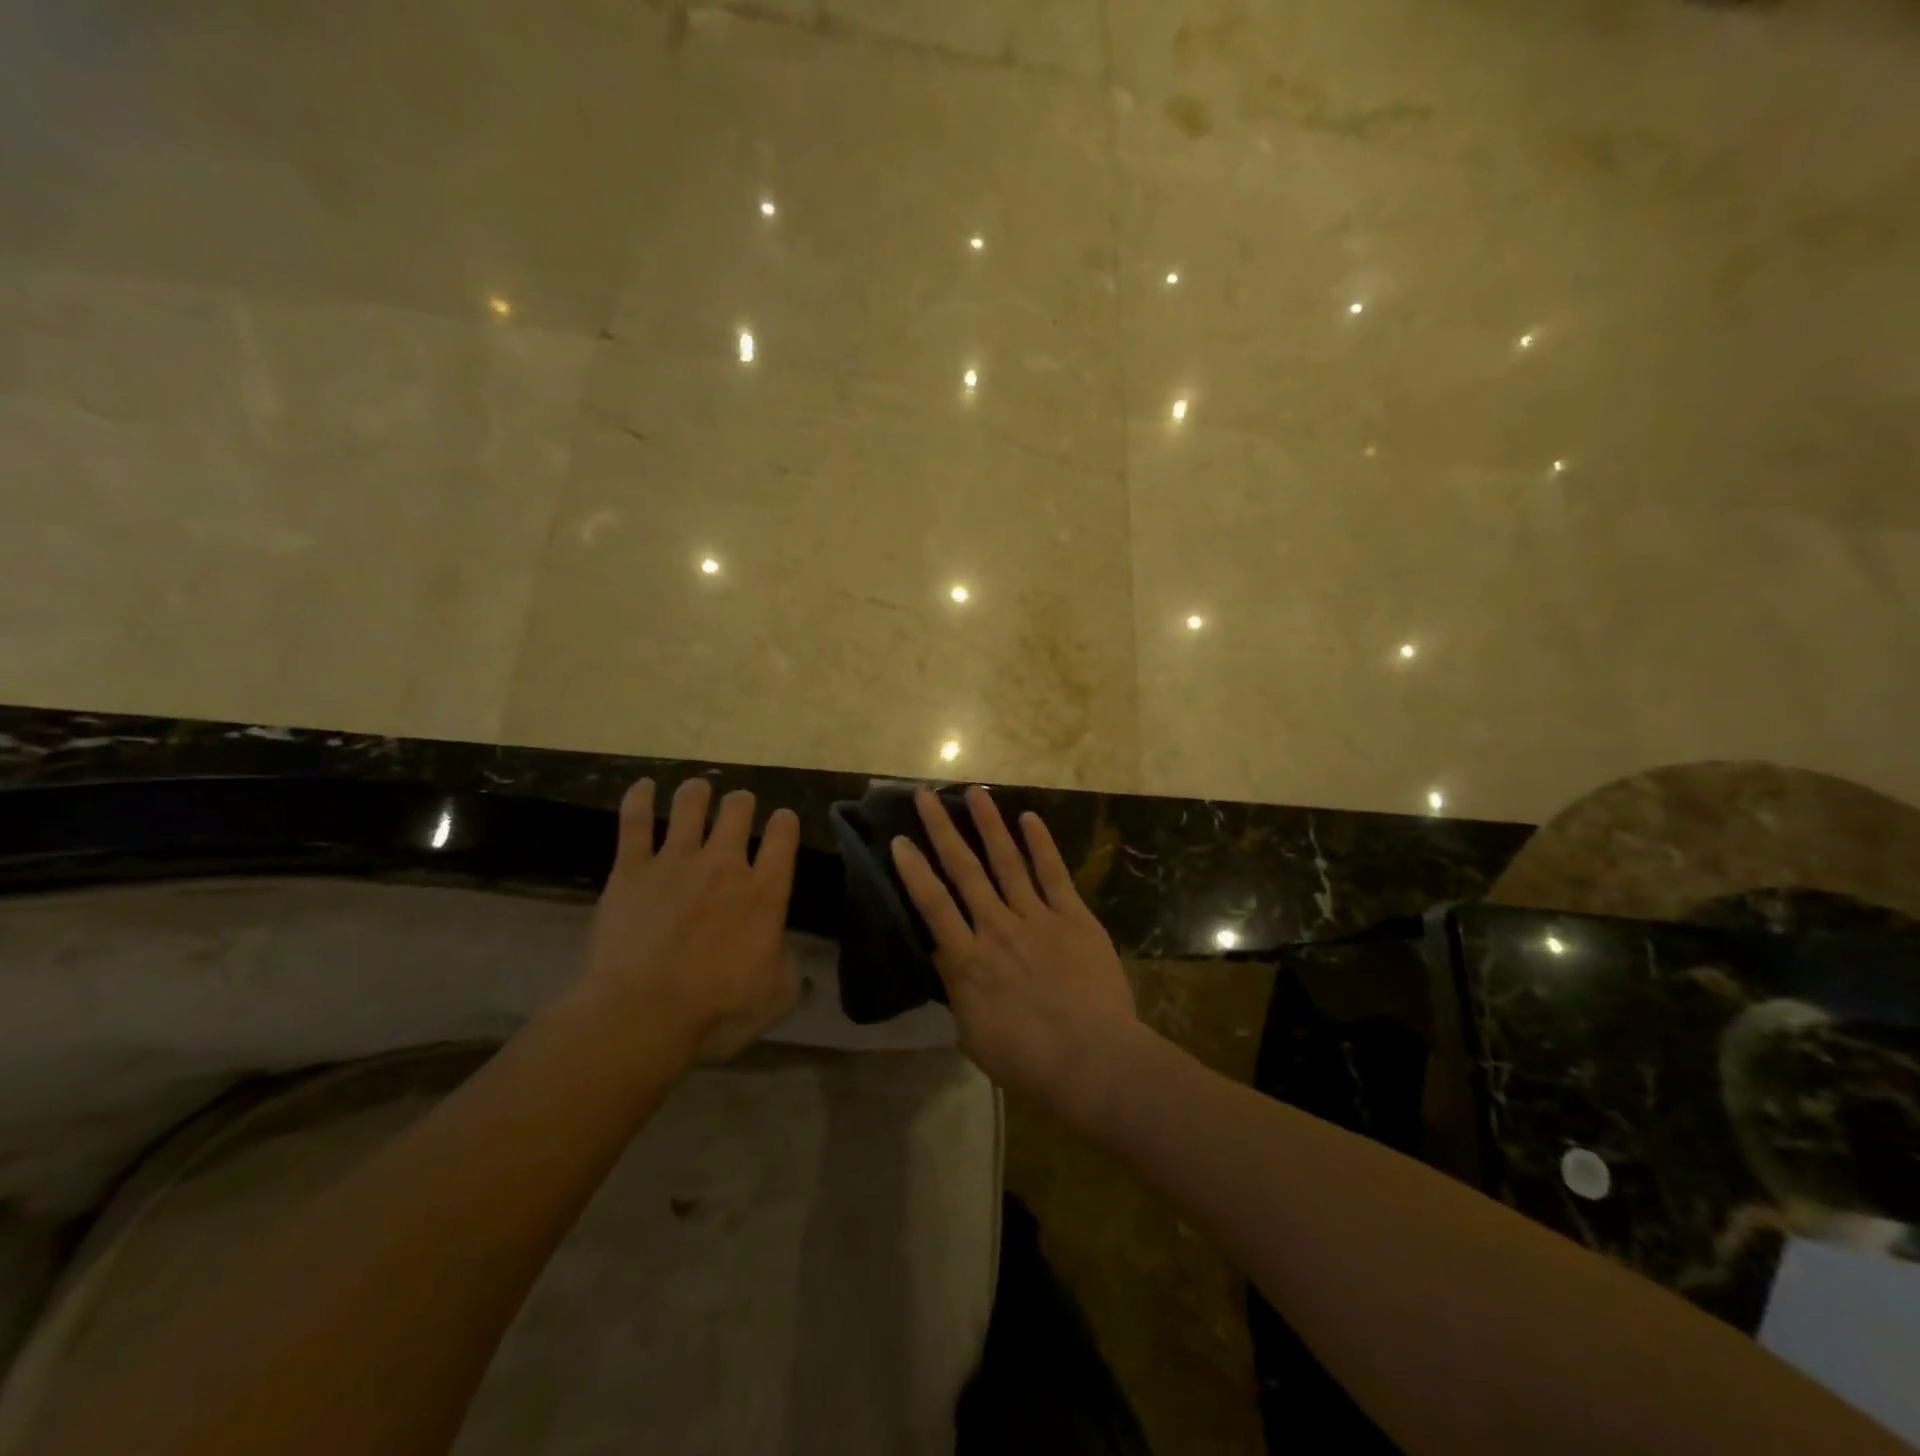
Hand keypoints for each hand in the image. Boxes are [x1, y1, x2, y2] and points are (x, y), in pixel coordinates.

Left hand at [577, 777, 801, 1064]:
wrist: (640, 1016)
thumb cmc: (715, 1012)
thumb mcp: (775, 996)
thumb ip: (787, 964)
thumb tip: (782, 948)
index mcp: (765, 892)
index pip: (783, 836)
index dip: (785, 822)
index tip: (782, 822)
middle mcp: (724, 864)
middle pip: (738, 810)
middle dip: (741, 803)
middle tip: (738, 808)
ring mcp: (676, 861)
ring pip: (690, 805)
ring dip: (698, 793)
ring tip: (698, 790)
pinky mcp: (632, 870)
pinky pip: (635, 821)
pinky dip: (639, 798)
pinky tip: (643, 785)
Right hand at [890, 785, 1145, 1130]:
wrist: (1091, 1060)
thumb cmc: (1027, 1061)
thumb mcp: (973, 1035)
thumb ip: (959, 992)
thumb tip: (947, 962)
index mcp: (967, 961)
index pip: (932, 905)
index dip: (913, 870)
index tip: (899, 839)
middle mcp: (996, 928)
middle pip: (964, 870)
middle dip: (942, 830)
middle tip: (926, 795)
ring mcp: (1037, 918)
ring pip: (1007, 861)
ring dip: (989, 824)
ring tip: (975, 792)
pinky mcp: (1073, 917)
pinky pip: (1054, 874)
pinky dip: (1041, 844)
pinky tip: (1029, 818)